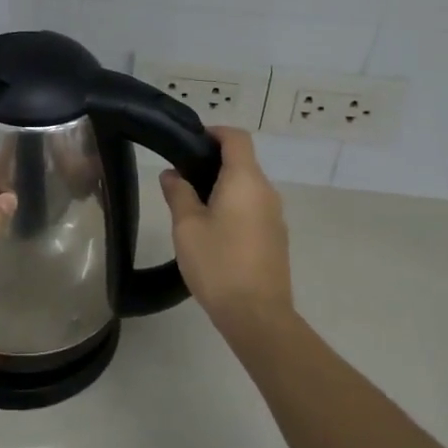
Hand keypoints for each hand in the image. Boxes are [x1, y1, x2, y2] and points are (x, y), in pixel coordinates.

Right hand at [159, 128, 294, 340]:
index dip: (214, 132)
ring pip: (248, 187)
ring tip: (192, 205)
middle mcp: (266, 191)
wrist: (257, 315)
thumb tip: (172, 174)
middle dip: (213, 162)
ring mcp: (275, 216)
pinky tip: (213, 230)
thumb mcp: (187, 226)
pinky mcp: (276, 237)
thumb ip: (179, 194)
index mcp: (245, 181)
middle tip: (181, 177)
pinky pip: (254, 208)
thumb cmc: (218, 263)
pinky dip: (234, 206)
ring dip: (223, 186)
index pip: (236, 138)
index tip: (189, 142)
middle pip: (243, 161)